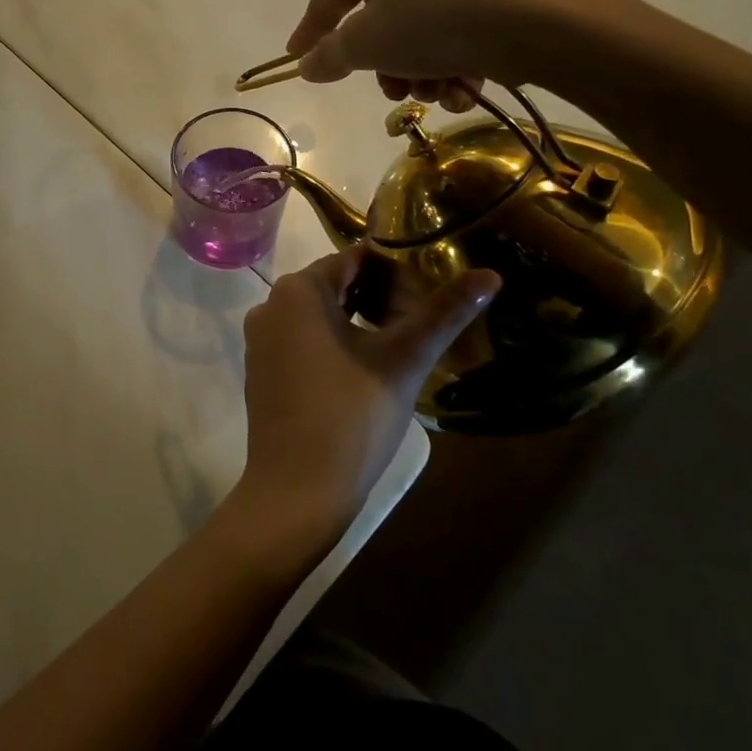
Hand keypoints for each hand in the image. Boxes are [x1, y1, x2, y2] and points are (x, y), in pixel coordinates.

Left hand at [235, 251, 499, 543]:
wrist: (296, 492)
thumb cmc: (352, 417)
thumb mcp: (404, 361)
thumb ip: (444, 314)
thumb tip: (490, 275)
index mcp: (298, 290)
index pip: (355, 258)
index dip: (396, 271)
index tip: (431, 290)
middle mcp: (270, 305)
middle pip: (335, 284)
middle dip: (379, 297)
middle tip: (422, 322)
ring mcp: (260, 340)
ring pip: (319, 314)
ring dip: (358, 321)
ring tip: (401, 345)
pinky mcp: (260, 370)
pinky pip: (302, 339)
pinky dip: (333, 343)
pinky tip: (364, 371)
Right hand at [285, 0, 628, 105]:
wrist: (538, 19)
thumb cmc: (433, 22)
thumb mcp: (368, 45)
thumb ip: (330, 55)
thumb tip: (306, 65)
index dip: (309, 32)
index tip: (296, 60)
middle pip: (375, 20)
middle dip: (382, 66)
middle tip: (393, 92)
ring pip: (414, 32)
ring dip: (417, 72)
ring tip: (437, 94)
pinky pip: (450, 31)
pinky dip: (450, 64)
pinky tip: (464, 89)